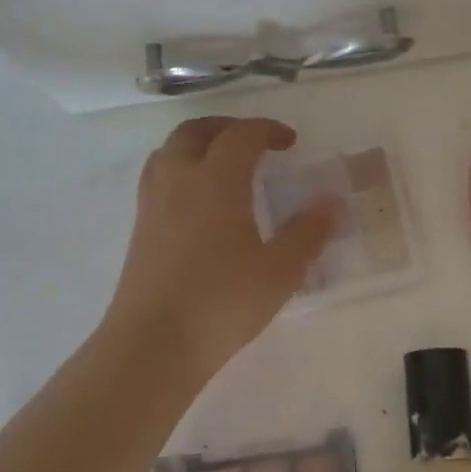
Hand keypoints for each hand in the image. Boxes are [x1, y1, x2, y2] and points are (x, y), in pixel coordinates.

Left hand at [103, 117, 335, 379]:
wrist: (153, 344)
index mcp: (216, 180)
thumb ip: (307, 233)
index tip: (290, 142)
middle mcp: (179, 180)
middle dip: (227, 127)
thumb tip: (330, 203)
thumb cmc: (222, 302)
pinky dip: (181, 169)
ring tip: (222, 164)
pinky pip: (159, 177)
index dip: (267, 130)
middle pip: (196, 131)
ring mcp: (153, 203)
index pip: (241, 135)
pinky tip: (198, 202)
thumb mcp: (280, 271)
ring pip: (169, 151)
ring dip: (198, 144)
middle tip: (253, 142)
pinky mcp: (140, 228)